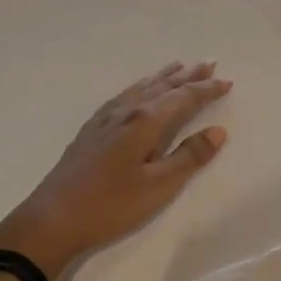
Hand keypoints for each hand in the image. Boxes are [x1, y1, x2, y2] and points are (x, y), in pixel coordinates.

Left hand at [0, 61, 231, 278]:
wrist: (53, 217)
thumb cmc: (111, 204)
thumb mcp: (158, 186)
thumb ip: (189, 157)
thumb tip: (218, 131)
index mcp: (145, 122)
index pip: (183, 98)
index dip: (206, 90)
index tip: (227, 81)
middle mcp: (126, 111)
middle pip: (162, 87)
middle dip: (188, 76)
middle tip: (208, 63)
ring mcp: (105, 119)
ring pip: (141, 88)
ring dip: (163, 77)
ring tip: (177, 67)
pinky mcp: (91, 130)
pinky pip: (123, 96)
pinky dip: (139, 87)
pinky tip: (136, 92)